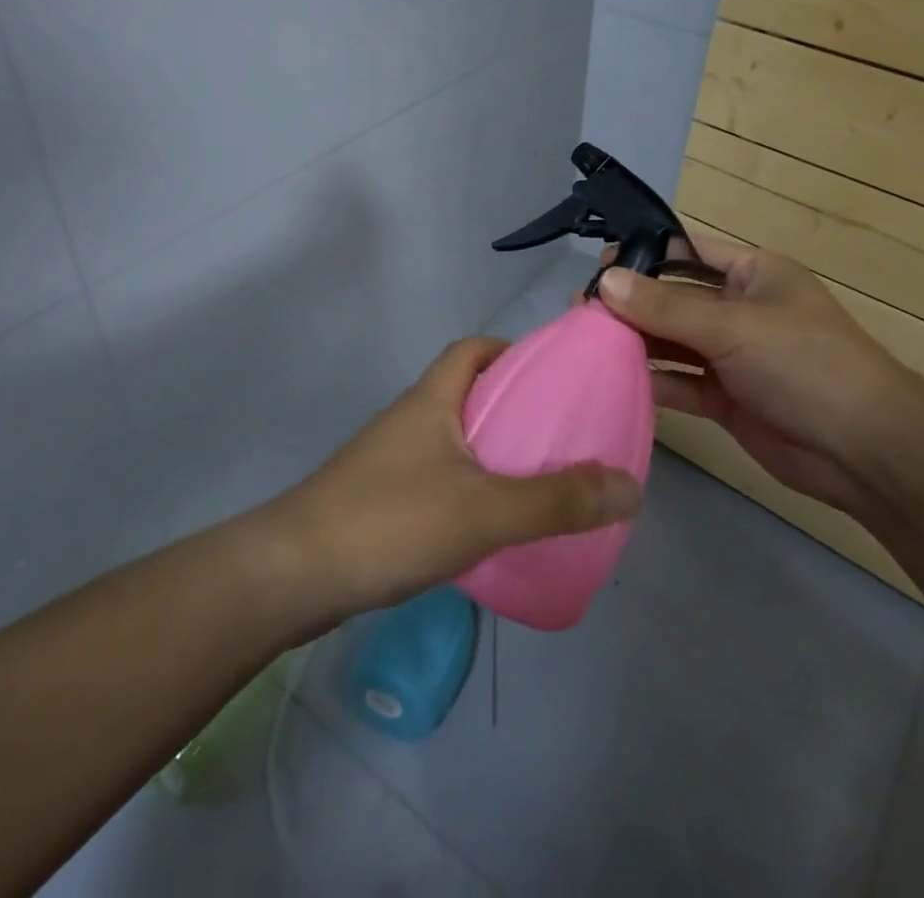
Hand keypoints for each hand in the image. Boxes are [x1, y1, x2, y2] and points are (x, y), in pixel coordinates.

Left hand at [274, 338, 642, 618]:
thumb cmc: (390, 521)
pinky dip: (468, 486)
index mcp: (432, 399)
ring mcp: (389, 459)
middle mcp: (410, 418)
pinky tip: (489, 525)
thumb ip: (558, 500)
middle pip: (466, 392)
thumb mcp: (484, 509)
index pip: (472, 348)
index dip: (511, 350)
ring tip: (536, 479)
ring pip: (452, 438)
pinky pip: (436, 476)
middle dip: (511, 404)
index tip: (552, 374)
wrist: (292, 576)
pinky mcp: (379, 499)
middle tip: (558, 434)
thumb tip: (631, 486)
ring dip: (490, 449)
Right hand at [598, 236, 911, 515]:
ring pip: (674, 342)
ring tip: (586, 340)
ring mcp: (733, 356)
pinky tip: (616, 379)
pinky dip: (653, 381)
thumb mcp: (733, 326)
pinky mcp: (727, 398)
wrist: (863, 449)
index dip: (646, 254)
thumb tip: (605, 281)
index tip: (599, 262)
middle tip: (580, 307)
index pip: (690, 252)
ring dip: (637, 342)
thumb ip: (666, 306)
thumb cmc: (804, 363)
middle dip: (632, 302)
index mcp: (753, 274)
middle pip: (675, 298)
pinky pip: (682, 383)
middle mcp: (740, 310)